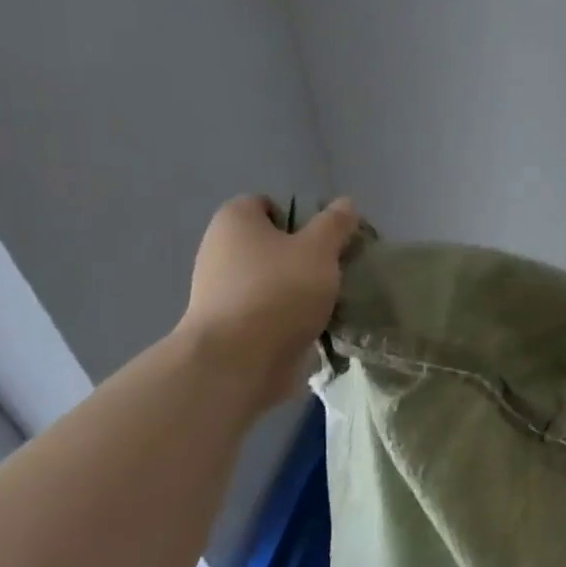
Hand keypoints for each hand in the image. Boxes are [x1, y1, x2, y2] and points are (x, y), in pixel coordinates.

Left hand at [177, 195, 358, 407]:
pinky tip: (315, 326)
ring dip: (300, 289)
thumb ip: (335, 224)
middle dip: (305, 255)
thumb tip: (345, 203)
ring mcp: (221, 292)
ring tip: (332, 301)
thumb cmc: (278, 291)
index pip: (268, 204)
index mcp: (235, 222)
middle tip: (336, 268)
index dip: (300, 215)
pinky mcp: (229, 327)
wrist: (238, 362)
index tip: (327, 237)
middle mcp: (220, 251)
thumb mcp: (319, 249)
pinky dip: (289, 316)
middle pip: (272, 244)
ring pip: (273, 279)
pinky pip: (268, 311)